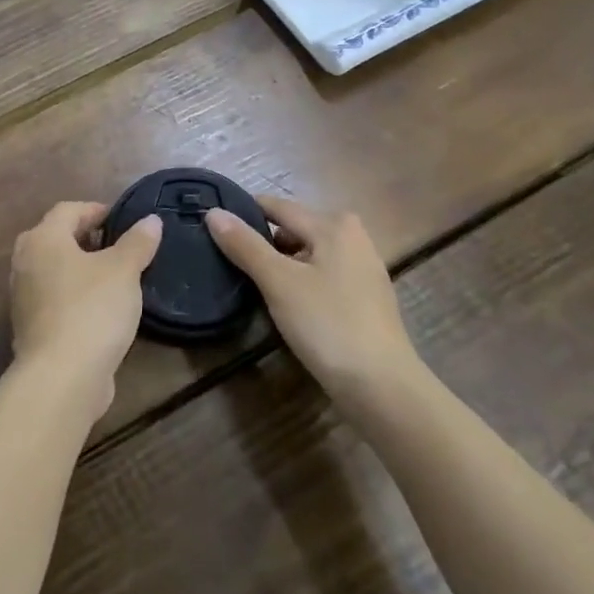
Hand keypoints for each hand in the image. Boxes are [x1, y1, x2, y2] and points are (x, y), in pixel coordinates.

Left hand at [9, 201, 161, 420]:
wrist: (62, 377)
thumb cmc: (92, 310)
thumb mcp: (124, 271)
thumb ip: (137, 242)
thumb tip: (150, 220)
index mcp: (42, 239)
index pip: (68, 210)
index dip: (97, 210)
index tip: (124, 220)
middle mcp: (25, 262)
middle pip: (56, 238)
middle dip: (87, 238)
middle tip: (119, 245)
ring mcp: (23, 297)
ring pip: (54, 270)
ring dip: (81, 268)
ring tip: (115, 277)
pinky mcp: (30, 326)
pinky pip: (55, 298)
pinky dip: (75, 295)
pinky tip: (101, 308)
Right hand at [207, 195, 425, 410]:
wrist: (381, 386)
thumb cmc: (327, 324)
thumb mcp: (278, 282)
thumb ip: (245, 245)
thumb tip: (213, 212)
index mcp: (333, 224)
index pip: (277, 207)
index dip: (244, 214)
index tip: (211, 225)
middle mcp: (353, 236)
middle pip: (294, 229)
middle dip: (263, 242)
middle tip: (229, 261)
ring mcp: (362, 267)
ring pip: (308, 254)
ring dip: (281, 264)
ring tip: (251, 283)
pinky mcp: (365, 297)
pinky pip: (322, 275)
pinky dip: (301, 281)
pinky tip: (285, 303)